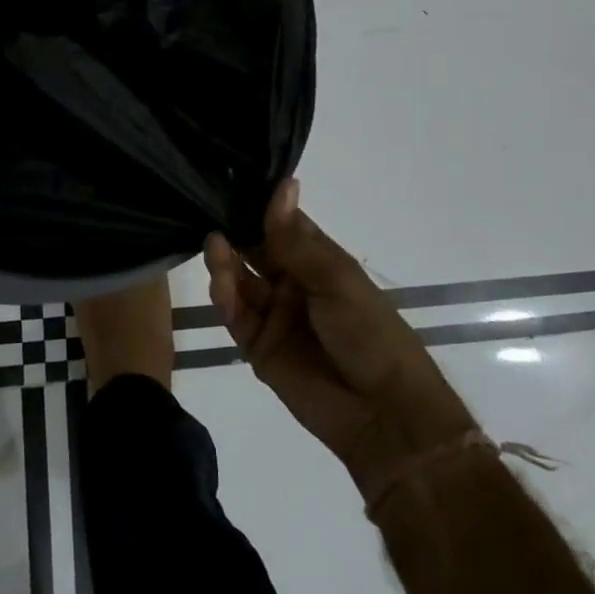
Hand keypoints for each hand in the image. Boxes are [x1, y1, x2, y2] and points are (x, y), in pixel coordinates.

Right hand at [205, 180, 473, 500]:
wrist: (383, 412)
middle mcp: (293, 284)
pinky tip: (222, 285)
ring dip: (226, 264)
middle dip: (235, 234)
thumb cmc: (369, 332)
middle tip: (211, 214)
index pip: (282, 226)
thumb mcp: (336, 279)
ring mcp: (274, 316)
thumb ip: (296, 239)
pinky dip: (226, 300)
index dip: (259, 207)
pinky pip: (235, 317)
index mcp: (318, 262)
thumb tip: (283, 183)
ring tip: (215, 246)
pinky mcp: (258, 347)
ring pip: (240, 282)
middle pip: (254, 252)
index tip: (229, 182)